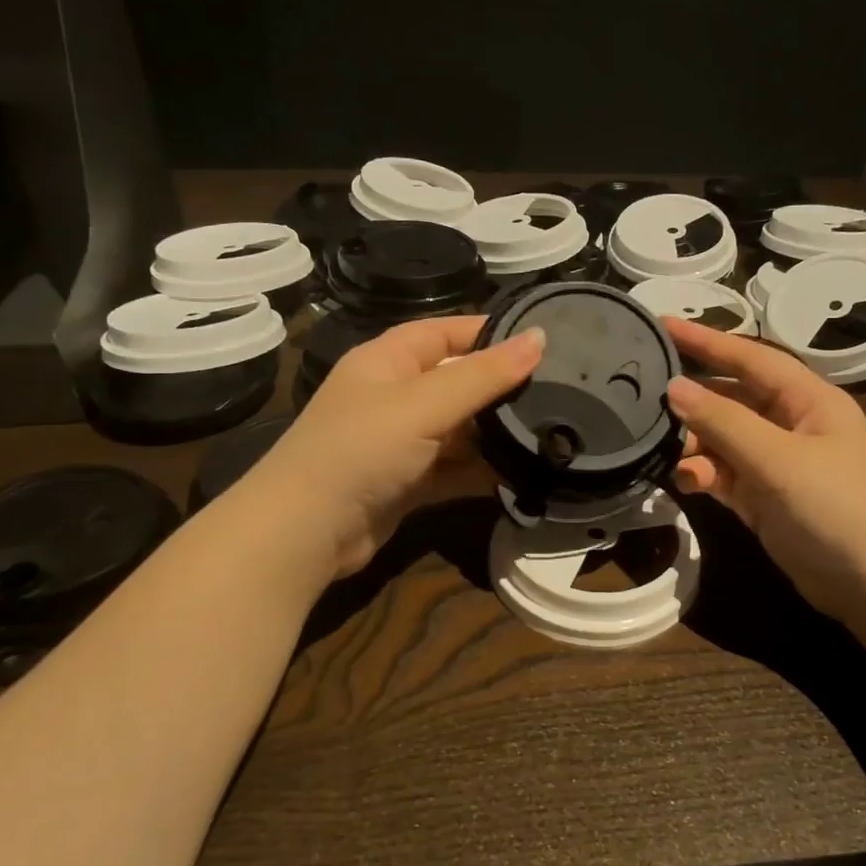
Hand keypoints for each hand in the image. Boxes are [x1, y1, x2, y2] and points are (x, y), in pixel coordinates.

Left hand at [232, 316, 543, 581]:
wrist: (305, 533)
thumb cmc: (361, 450)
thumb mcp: (424, 405)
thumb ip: (484, 375)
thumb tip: (540, 338)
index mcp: (388, 361)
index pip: (446, 332)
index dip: (490, 333)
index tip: (543, 341)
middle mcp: (394, 397)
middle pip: (457, 382)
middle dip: (501, 389)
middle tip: (561, 392)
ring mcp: (401, 443)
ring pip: (460, 430)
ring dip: (496, 436)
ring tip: (552, 434)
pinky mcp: (408, 483)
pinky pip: (455, 469)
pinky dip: (482, 472)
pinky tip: (521, 475)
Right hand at [663, 318, 865, 624]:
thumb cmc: (837, 507)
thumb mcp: (778, 459)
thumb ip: (723, 422)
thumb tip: (674, 388)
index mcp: (808, 399)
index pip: (750, 358)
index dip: (706, 340)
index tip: (661, 326)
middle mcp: (792, 424)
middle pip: (733, 398)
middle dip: (693, 398)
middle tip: (643, 396)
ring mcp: (778, 463)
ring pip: (724, 438)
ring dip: (694, 442)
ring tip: (663, 448)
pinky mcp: (765, 498)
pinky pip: (725, 474)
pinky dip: (704, 474)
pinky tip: (686, 480)